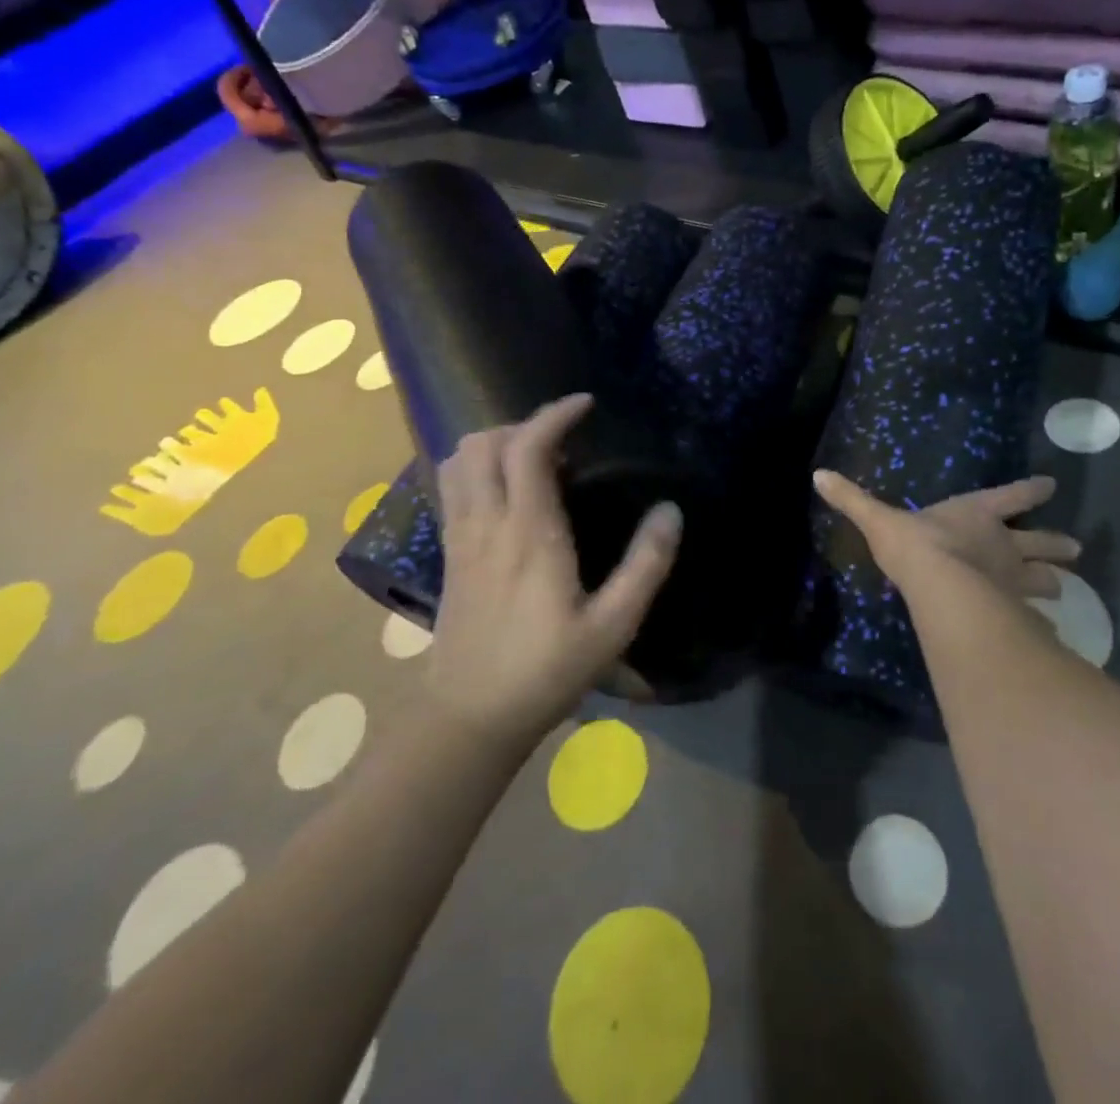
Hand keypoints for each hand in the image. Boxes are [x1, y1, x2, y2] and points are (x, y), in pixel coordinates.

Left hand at [426, 394, 681, 748]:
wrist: (471, 716)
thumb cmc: (547, 670)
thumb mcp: (613, 625)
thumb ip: (646, 566)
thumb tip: (671, 511)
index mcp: (530, 532)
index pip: (528, 448)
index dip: (554, 414)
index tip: (585, 404)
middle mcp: (487, 522)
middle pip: (483, 443)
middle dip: (523, 424)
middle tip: (563, 438)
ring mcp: (460, 537)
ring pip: (459, 461)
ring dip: (494, 443)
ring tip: (534, 458)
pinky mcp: (449, 553)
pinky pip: (451, 486)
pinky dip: (475, 467)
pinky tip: (505, 490)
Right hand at [813, 469, 1078, 598]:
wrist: (941, 587)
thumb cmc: (916, 546)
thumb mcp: (879, 519)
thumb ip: (852, 500)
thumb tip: (818, 474)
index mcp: (978, 514)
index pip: (1012, 496)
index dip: (1031, 490)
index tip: (1051, 485)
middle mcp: (1004, 545)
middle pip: (1039, 542)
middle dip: (1056, 545)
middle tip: (1075, 549)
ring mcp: (1013, 580)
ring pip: (1045, 581)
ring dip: (1054, 582)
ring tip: (1065, 589)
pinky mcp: (1014, 612)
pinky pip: (1035, 618)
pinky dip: (1043, 623)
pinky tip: (1049, 633)